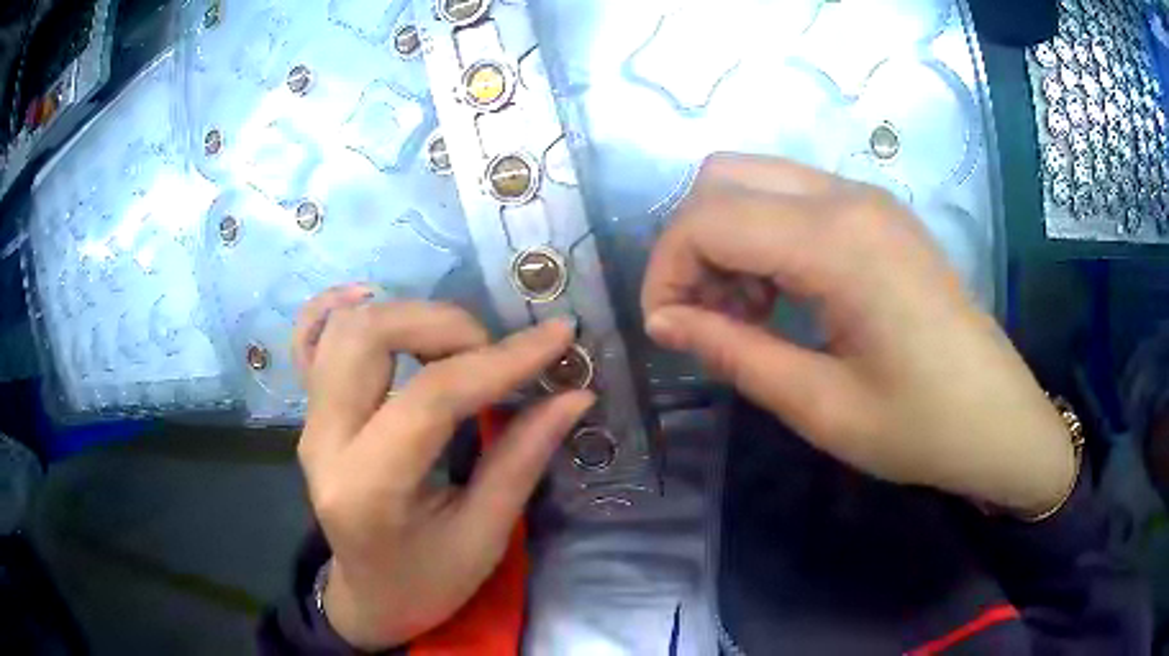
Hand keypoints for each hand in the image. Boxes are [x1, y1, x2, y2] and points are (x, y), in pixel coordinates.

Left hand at [293, 287, 592, 649]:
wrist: (369, 599)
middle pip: (369, 337)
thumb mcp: (484, 537)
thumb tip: (573, 395)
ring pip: (345, 328)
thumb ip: (522, 459)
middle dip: (445, 325)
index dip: (500, 361)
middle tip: (493, 352)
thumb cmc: (428, 583)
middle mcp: (325, 442)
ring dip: (409, 316)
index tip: (557, 338)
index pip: (431, 397)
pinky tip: (371, 298)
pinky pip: (310, 341)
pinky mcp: (310, 415)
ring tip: (457, 343)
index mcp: (369, 489)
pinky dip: (337, 308)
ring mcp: (310, 423)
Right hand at [642, 155, 1074, 516]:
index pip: (709, 218)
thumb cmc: (923, 427)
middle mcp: (848, 197)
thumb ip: (735, 353)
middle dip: (690, 243)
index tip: (665, 330)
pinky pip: (792, 198)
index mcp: (838, 242)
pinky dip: (762, 235)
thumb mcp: (822, 407)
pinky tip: (779, 295)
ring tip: (742, 313)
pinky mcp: (877, 215)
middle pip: (723, 177)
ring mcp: (867, 199)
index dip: (666, 270)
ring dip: (726, 236)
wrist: (1000, 419)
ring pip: (755, 180)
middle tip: (702, 315)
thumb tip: (664, 321)